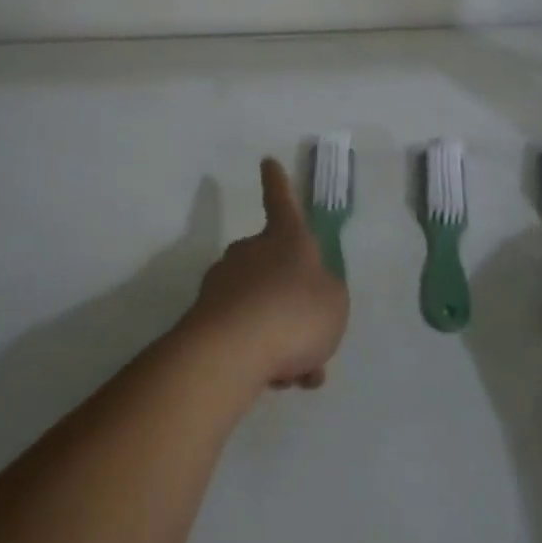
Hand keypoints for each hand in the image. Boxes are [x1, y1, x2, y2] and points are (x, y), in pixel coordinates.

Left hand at [183, 158, 349, 391]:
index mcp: (285, 239)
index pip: (282, 201)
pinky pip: (245, 333)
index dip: (278, 183)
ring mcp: (224, 283)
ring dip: (282, 337)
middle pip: (275, 270)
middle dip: (294, 304)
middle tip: (314, 341)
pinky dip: (262, 354)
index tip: (267, 162)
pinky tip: (275, 380)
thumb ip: (326, 294)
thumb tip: (306, 297)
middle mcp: (250, 252)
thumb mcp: (335, 301)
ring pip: (263, 308)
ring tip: (298, 373)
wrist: (231, 351)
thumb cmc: (294, 312)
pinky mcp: (206, 317)